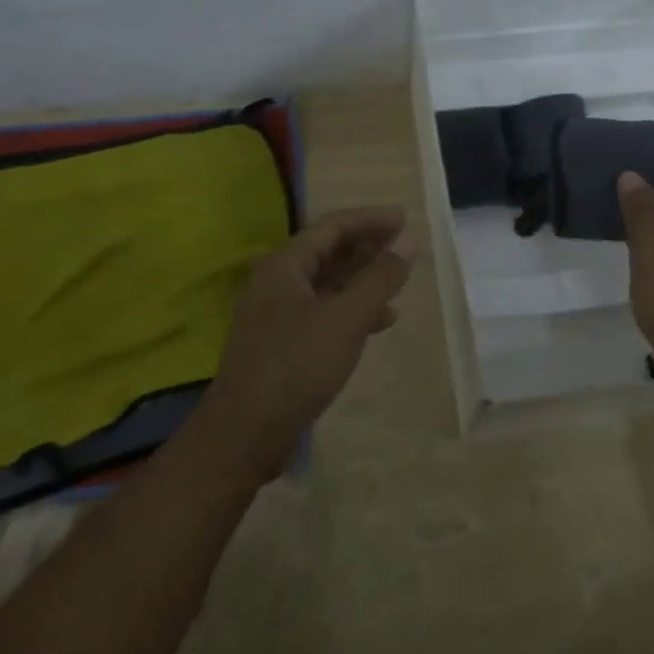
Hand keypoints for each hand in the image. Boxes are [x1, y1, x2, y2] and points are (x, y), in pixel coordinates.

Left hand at [204, 207, 414, 477]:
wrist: (245, 434)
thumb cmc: (296, 366)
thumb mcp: (346, 319)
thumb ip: (379, 278)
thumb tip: (408, 241)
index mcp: (284, 265)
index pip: (332, 226)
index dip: (370, 219)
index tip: (405, 220)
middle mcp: (277, 281)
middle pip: (328, 251)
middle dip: (368, 246)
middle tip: (405, 246)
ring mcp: (278, 313)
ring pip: (328, 282)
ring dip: (363, 278)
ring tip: (398, 280)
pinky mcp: (283, 342)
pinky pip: (324, 310)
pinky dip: (352, 309)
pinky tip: (379, 320)